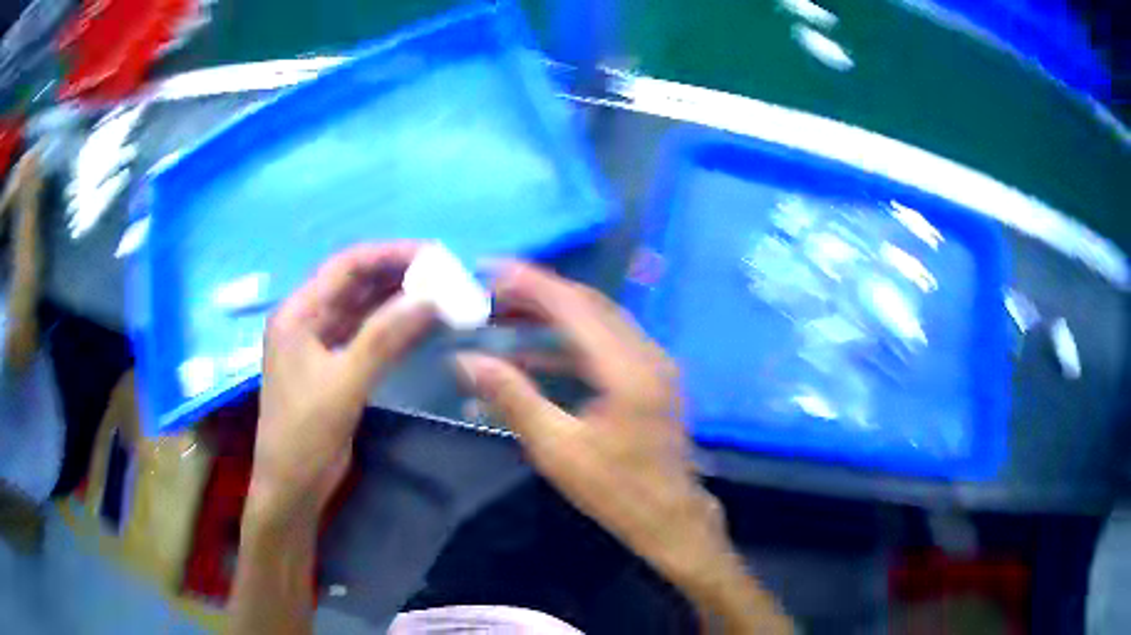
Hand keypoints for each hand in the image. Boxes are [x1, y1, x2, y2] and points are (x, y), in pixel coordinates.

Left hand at [250, 243, 433, 524]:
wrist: (292, 486)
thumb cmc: (305, 434)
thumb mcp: (344, 384)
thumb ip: (384, 338)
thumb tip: (430, 298)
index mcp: (298, 313)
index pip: (346, 266)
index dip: (389, 254)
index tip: (433, 255)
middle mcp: (307, 319)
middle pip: (355, 283)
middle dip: (397, 275)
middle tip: (444, 275)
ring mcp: (320, 343)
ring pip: (362, 308)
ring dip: (397, 300)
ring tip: (440, 295)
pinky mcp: (334, 365)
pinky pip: (365, 334)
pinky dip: (392, 327)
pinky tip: (420, 325)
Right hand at [454, 262, 729, 590]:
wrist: (671, 519)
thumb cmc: (617, 490)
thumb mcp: (557, 448)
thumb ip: (512, 398)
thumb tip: (466, 360)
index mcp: (628, 367)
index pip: (574, 306)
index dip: (530, 282)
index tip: (490, 268)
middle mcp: (645, 353)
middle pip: (587, 305)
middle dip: (536, 294)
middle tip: (489, 292)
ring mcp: (651, 364)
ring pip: (595, 322)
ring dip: (549, 317)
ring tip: (502, 318)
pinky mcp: (647, 379)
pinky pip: (603, 347)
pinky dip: (566, 345)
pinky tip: (530, 356)